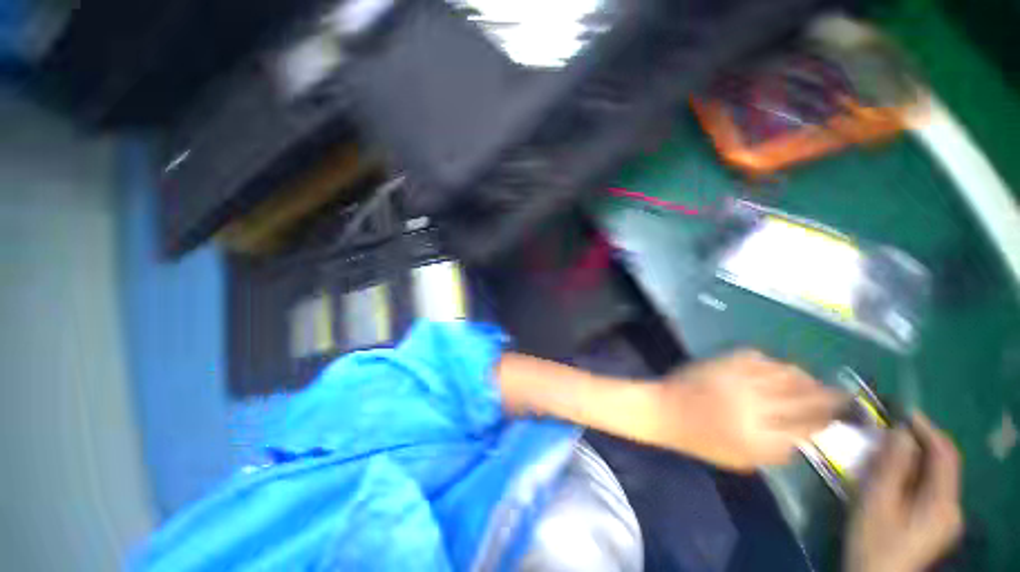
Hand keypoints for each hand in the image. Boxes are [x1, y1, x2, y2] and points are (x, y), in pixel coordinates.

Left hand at [653, 349, 843, 470]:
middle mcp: (753, 406)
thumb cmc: (700, 440)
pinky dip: (775, 363)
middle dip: (830, 397)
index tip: (845, 415)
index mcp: (759, 439)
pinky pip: (760, 358)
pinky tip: (780, 369)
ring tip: (815, 382)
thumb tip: (808, 435)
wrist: (665, 410)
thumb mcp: (741, 460)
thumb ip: (777, 451)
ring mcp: (738, 379)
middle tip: (845, 395)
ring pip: (787, 374)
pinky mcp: (723, 361)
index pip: (808, 427)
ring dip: (806, 378)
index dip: (830, 419)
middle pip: (804, 399)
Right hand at [845, 413, 962, 571]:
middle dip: (919, 441)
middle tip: (890, 427)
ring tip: (887, 447)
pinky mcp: (936, 523)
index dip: (927, 428)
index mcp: (943, 503)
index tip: (902, 410)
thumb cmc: (874, 540)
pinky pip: (930, 488)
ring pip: (936, 476)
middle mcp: (953, 507)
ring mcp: (946, 518)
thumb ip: (891, 466)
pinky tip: (894, 474)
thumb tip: (899, 431)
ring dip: (914, 457)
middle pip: (943, 464)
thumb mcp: (876, 502)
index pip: (945, 454)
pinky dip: (914, 473)